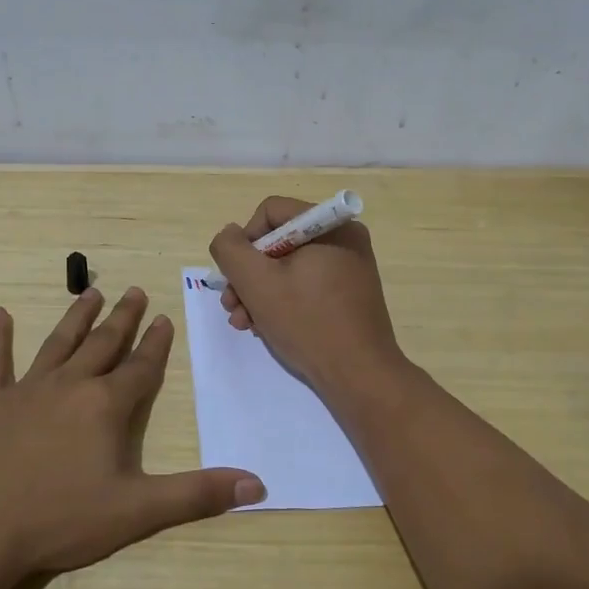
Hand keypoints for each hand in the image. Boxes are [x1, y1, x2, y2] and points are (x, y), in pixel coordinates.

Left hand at [0, 287, 265, 586]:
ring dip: (76, 317)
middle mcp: (69, 386)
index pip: (140, 367)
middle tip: (135, 292)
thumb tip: (257, 485)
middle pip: (102, 344)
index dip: (155, 344)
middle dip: (123, 318)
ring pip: (57, 343)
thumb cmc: (60, 520)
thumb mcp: (137, 511)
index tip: (165, 318)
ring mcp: (25, 390)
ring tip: (91, 292)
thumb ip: (196, 494)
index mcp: (105, 406)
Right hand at [208, 196, 405, 399]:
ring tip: (244, 323)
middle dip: (248, 275)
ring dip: (259, 293)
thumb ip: (230, 250)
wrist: (359, 376)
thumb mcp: (256, 282)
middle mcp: (344, 238)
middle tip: (231, 306)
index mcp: (330, 225)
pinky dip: (282, 302)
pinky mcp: (349, 294)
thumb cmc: (307, 322)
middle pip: (278, 242)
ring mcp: (349, 267)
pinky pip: (306, 285)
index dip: (245, 242)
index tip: (236, 277)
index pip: (270, 212)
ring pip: (288, 267)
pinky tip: (265, 327)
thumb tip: (229, 235)